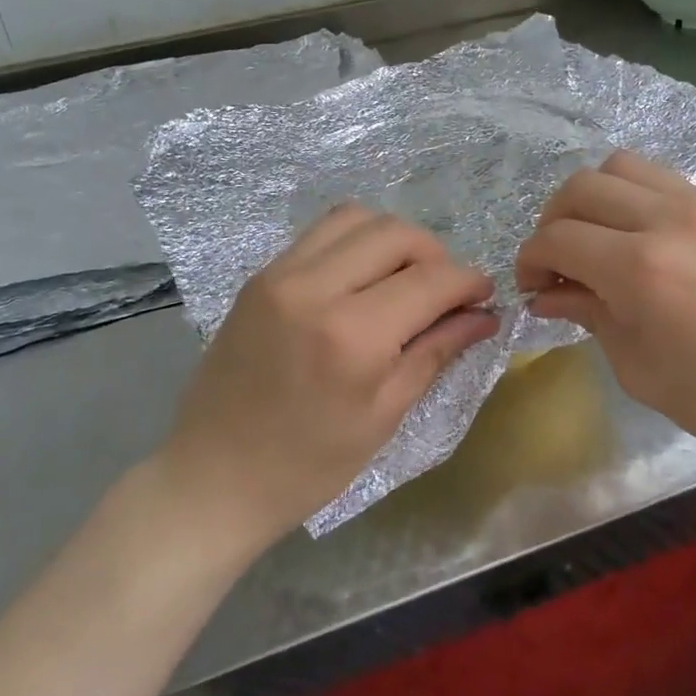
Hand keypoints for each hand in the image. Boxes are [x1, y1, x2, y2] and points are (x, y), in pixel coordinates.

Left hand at [160, 206, 497, 547]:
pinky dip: (354, 242)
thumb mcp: (383, 416)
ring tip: (403, 279)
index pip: (430, 279)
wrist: (211, 477)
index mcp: (351, 335)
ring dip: (393, 239)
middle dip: (435, 254)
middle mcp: (314, 287)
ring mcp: (279, 274)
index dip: (468, 281)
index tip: (484, 295)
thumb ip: (435, 351)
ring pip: (356, 217)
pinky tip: (362, 280)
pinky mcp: (260, 275)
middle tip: (444, 292)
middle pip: (395, 233)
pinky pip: (321, 234)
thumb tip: (482, 315)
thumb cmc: (306, 466)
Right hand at [515, 151, 695, 472]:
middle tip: (554, 264)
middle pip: (580, 187)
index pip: (557, 238)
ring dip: (591, 198)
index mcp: (642, 268)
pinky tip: (638, 238)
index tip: (530, 288)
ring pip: (619, 167)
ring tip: (594, 240)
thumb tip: (546, 295)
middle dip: (551, 222)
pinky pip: (660, 178)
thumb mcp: (641, 369)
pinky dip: (631, 196)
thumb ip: (589, 316)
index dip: (530, 260)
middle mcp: (668, 219)